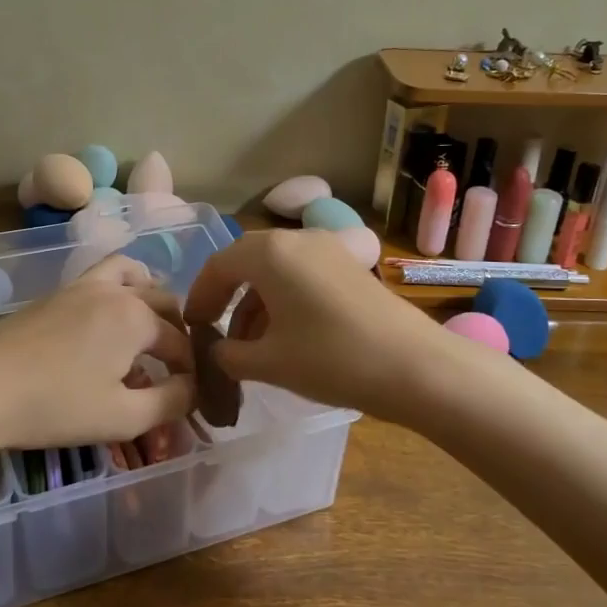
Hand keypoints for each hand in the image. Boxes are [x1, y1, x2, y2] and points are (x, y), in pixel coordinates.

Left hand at [0, 255, 194, 450]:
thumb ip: (170, 403)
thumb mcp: (122, 417)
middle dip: (178, 331)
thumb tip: (192, 389)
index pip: (180, 343)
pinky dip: (120, 287)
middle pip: (164, 301)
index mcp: (137, 318)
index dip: (191, 372)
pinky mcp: (57, 293)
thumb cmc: (55, 405)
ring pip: (133, 274)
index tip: (191, 396)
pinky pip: (103, 275)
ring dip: (151, 294)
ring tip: (149, 322)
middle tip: (176, 365)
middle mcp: (116, 291)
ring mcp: (83, 286)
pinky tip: (108, 317)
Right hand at [182, 229, 449, 422]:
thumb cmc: (331, 359)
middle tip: (215, 331)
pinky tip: (284, 337)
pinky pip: (302, 275)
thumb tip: (218, 353)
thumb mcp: (269, 363)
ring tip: (249, 347)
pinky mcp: (351, 266)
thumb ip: (230, 356)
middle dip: (227, 296)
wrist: (414, 366)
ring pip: (276, 270)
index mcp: (270, 253)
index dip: (199, 297)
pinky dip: (284, 300)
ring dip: (256, 302)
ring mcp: (329, 249)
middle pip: (247, 262)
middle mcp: (298, 239)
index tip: (192, 327)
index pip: (218, 266)